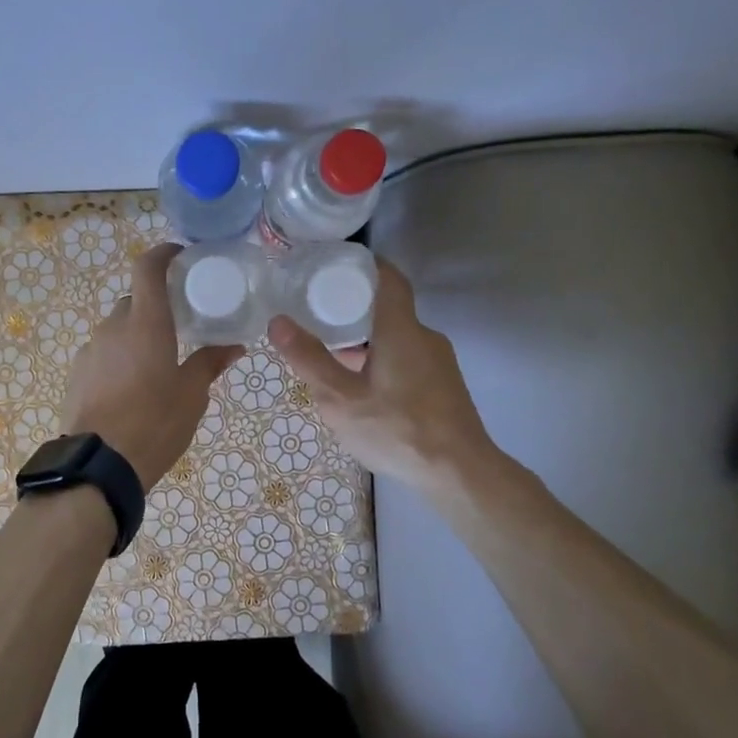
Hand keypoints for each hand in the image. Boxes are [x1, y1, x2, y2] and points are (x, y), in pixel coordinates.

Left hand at [61, 243, 242, 488]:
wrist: (99, 465)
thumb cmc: (155, 423)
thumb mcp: (192, 395)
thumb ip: (210, 364)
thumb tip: (234, 346)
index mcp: (145, 323)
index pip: (148, 268)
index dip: (163, 254)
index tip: (180, 257)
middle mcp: (113, 327)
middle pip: (134, 302)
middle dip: (155, 307)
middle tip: (178, 326)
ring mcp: (90, 351)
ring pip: (117, 330)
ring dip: (136, 336)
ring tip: (156, 365)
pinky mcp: (77, 375)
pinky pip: (103, 354)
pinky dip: (119, 358)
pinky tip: (131, 388)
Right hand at [267, 258, 500, 492]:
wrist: (459, 473)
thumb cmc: (397, 430)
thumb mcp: (340, 399)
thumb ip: (309, 359)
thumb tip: (278, 321)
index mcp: (401, 330)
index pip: (387, 277)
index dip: (363, 264)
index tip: (333, 265)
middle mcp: (424, 337)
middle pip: (387, 309)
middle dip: (352, 308)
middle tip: (316, 314)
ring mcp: (439, 362)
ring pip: (396, 338)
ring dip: (365, 340)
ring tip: (330, 355)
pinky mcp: (443, 385)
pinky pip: (407, 358)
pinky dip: (381, 359)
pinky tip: (361, 387)